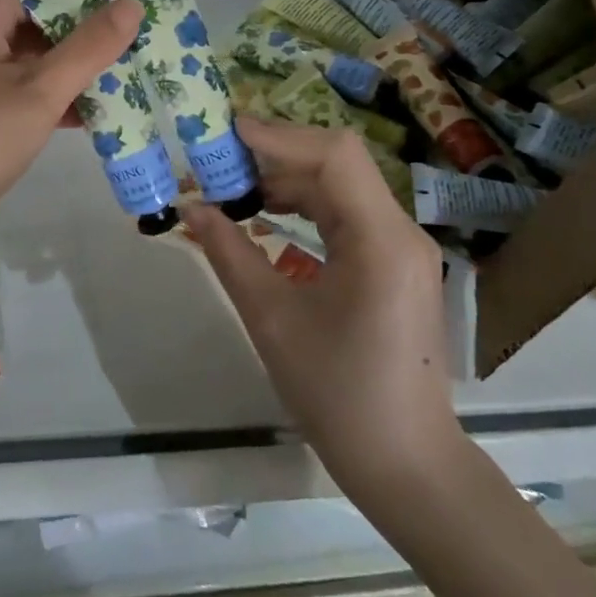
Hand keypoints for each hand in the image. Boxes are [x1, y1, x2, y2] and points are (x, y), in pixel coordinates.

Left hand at [0, 0, 142, 237]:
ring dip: (76, 71)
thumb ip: (89, 47)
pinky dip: (53, 95)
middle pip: (42, 18)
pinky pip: (22, 83)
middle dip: (89, 39)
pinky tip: (94, 116)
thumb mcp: (41, 92)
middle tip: (142, 53)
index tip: (141, 17)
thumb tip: (132, 3)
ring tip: (130, 84)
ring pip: (35, 54)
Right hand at [178, 116, 463, 506]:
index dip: (279, 136)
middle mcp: (400, 232)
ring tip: (233, 185)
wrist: (405, 463)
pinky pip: (347, 215)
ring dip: (287, 180)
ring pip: (341, 187)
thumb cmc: (337, 393)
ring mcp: (402, 248)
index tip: (226, 133)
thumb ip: (229, 252)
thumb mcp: (271, 318)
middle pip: (337, 165)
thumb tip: (190, 207)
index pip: (334, 156)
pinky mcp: (395, 265)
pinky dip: (305, 206)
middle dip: (275, 155)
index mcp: (380, 240)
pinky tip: (267, 214)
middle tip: (219, 158)